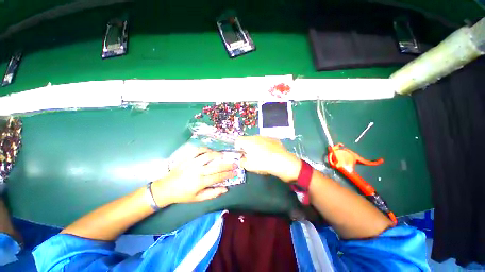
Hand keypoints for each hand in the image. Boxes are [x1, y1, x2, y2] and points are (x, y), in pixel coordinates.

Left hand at [152, 148, 235, 205]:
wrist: (166, 188)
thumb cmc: (183, 195)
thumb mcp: (198, 198)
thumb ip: (213, 193)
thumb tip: (226, 188)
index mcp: (200, 182)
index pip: (218, 177)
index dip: (228, 174)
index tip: (235, 172)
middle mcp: (197, 171)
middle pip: (216, 166)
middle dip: (227, 165)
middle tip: (234, 163)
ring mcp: (191, 163)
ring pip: (207, 156)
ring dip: (217, 155)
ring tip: (223, 155)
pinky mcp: (186, 158)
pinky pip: (197, 150)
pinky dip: (205, 149)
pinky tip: (209, 151)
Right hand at [235, 136, 300, 182]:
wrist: (283, 162)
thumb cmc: (263, 163)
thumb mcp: (248, 166)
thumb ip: (242, 162)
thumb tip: (242, 159)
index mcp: (248, 141)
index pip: (238, 140)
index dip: (237, 147)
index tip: (242, 154)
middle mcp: (256, 136)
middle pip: (248, 140)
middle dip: (247, 147)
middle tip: (251, 156)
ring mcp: (266, 137)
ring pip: (257, 140)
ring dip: (256, 146)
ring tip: (261, 156)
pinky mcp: (274, 139)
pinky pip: (265, 142)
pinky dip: (265, 146)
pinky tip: (270, 154)